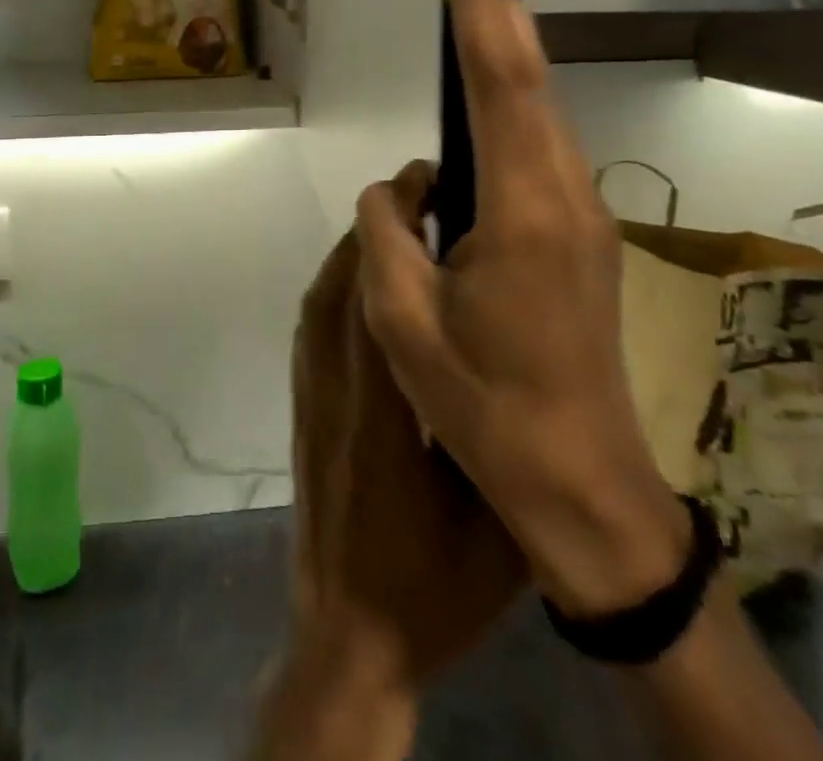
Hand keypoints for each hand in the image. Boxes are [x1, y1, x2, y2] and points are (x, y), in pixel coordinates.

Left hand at [258, 226, 523, 760]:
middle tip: (423, 194)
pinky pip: (313, 322)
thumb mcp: (494, 528)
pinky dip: (337, 286)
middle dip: (378, 228)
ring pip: (321, 296)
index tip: (426, 190)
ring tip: (404, 230)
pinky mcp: (302, 402)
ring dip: (356, 253)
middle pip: (342, 282)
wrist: (345, 632)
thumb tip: (521, 373)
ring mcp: (310, 391)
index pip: (378, 298)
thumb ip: (500, 446)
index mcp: (382, 410)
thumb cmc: (429, 588)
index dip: (397, 235)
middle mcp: (335, 385)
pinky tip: (370, 288)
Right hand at [355, 0, 687, 619]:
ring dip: (508, 53)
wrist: (584, 484)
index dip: (479, 5)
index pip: (500, 81)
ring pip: (542, 112)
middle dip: (498, 9)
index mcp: (524, 209)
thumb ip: (387, 234)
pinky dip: (514, 103)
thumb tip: (395, 189)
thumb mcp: (403, 323)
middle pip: (531, 81)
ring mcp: (585, 215)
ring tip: (474, 5)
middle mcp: (567, 195)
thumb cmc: (484, 406)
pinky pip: (542, 149)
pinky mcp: (583, 236)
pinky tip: (488, 100)